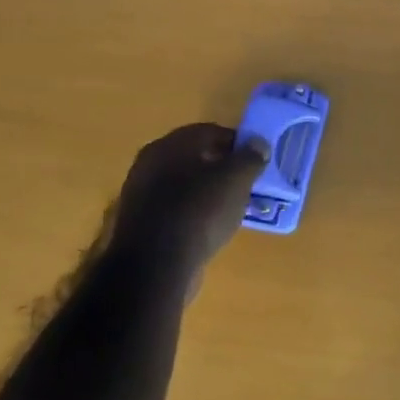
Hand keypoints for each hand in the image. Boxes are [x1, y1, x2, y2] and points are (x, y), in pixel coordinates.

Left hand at [108, 123, 268, 296]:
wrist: (155, 267)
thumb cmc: (199, 211)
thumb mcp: (237, 179)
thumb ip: (250, 157)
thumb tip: (258, 144)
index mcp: (170, 145)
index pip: (210, 131)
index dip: (237, 142)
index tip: (257, 159)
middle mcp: (150, 164)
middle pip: (196, 157)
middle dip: (223, 166)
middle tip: (247, 181)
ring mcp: (142, 195)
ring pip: (186, 183)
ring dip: (209, 190)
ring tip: (233, 206)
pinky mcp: (142, 223)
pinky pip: (176, 207)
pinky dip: (195, 211)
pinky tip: (211, 226)